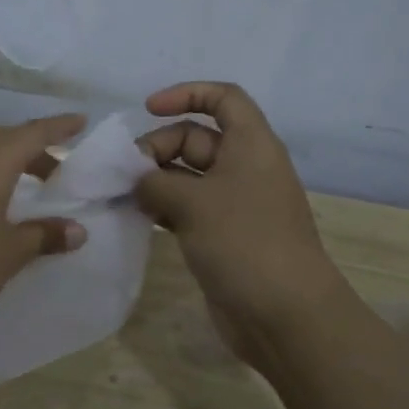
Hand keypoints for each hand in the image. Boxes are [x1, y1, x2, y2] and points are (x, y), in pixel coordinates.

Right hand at [135, 82, 346, 370]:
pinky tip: (138, 217)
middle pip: (196, 138)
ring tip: (124, 196)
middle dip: (158, 147)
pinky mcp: (222, 235)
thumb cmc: (244, 243)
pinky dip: (163, 207)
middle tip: (127, 174)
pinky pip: (187, 207)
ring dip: (155, 180)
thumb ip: (155, 183)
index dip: (186, 94)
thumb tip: (138, 183)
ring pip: (187, 176)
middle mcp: (244, 168)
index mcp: (251, 145)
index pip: (223, 98)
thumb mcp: (193, 203)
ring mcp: (234, 204)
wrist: (284, 315)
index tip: (148, 109)